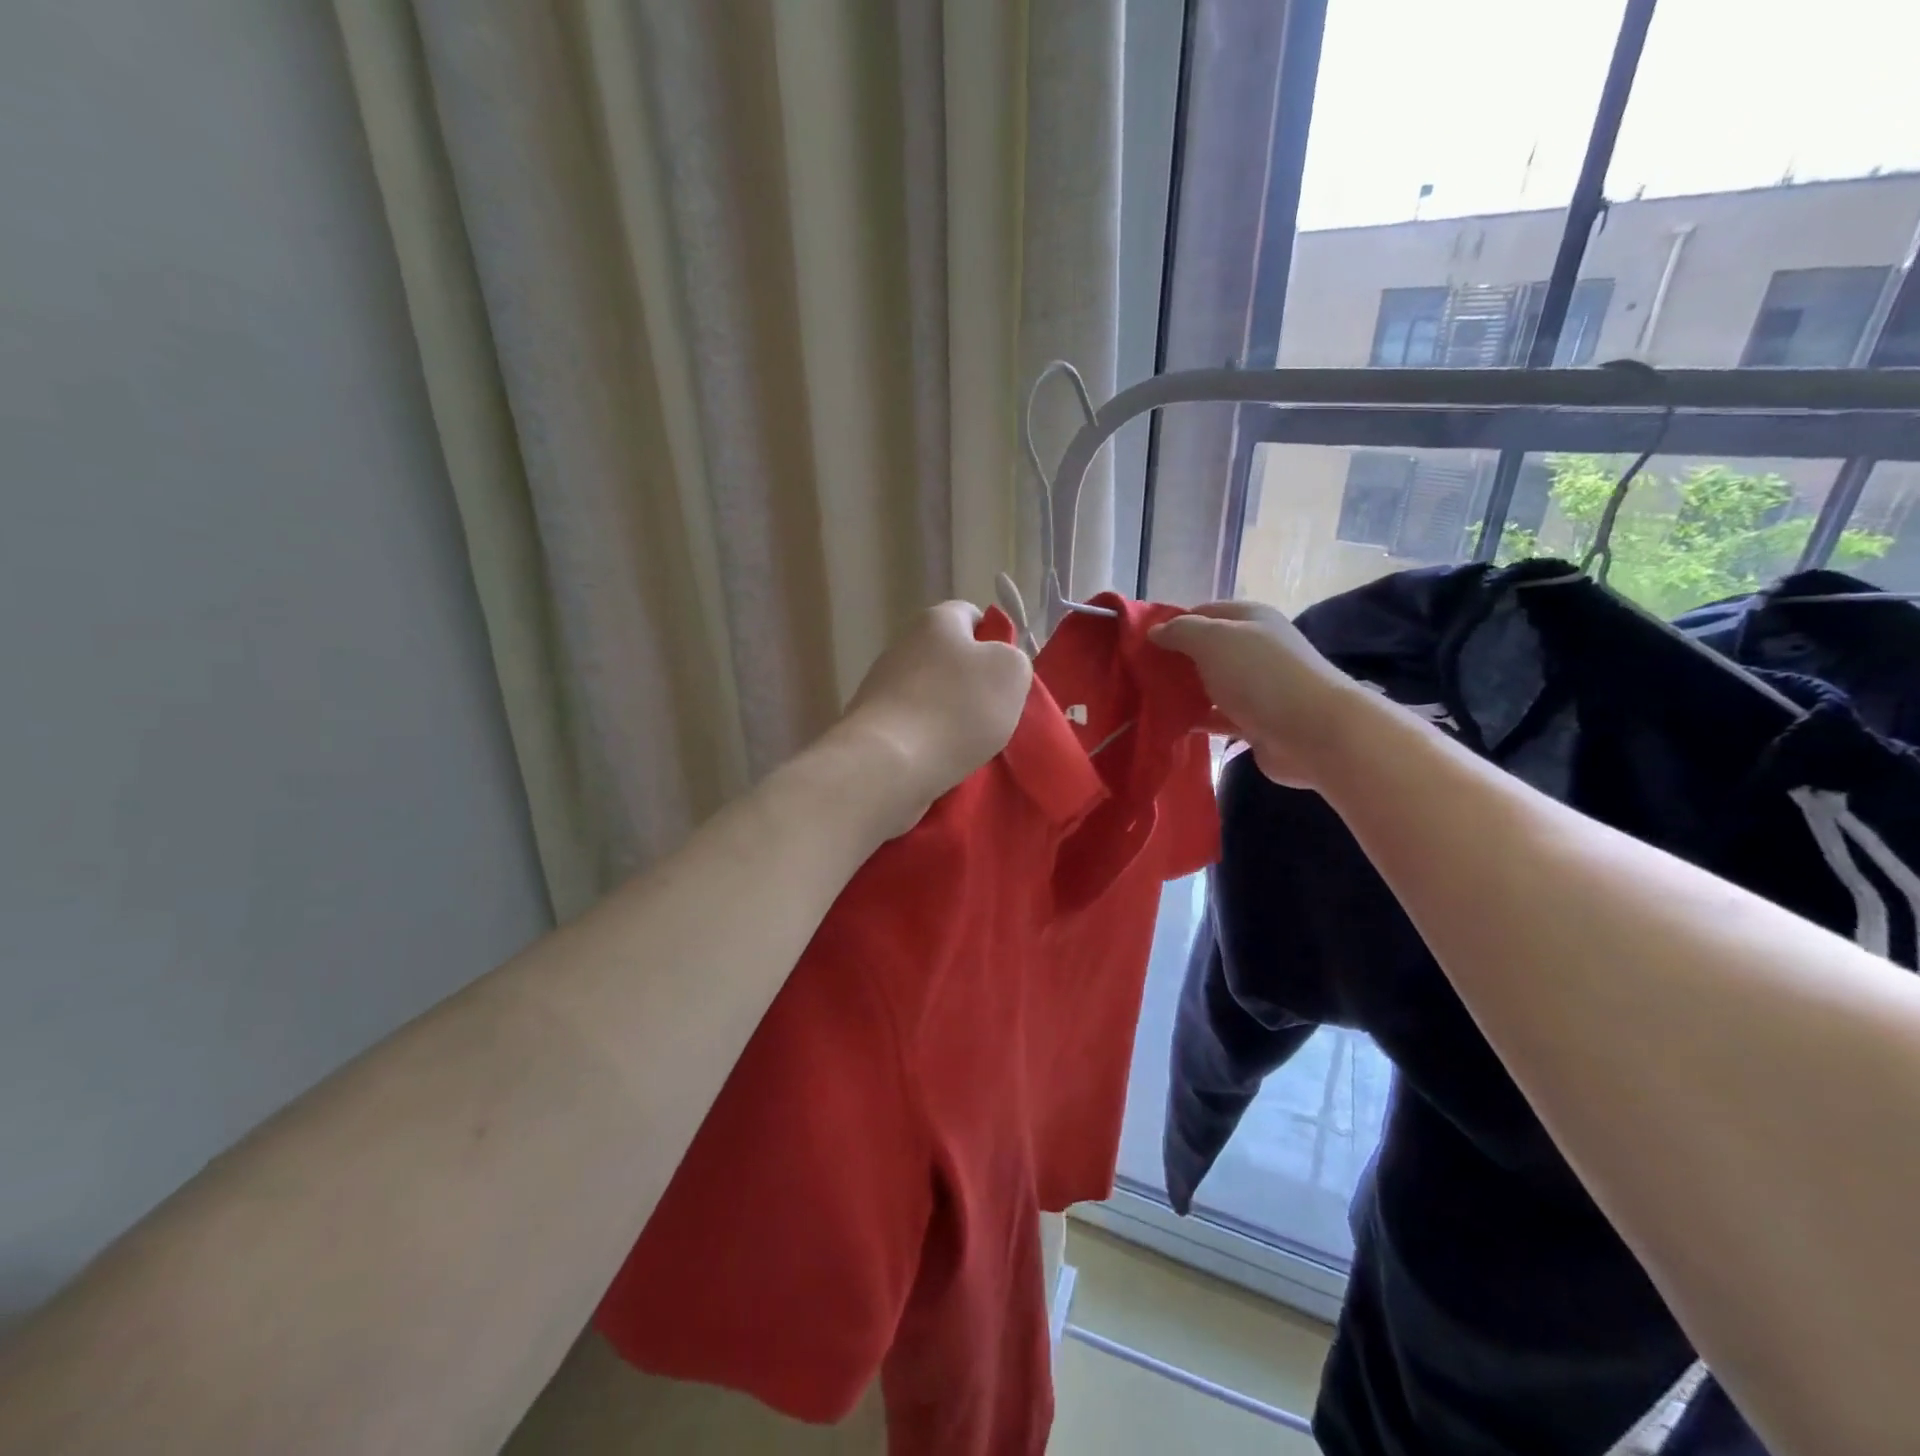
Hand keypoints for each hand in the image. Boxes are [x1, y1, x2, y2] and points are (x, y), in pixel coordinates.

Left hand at [834, 601, 1032, 833]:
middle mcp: (903, 644)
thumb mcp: (1011, 673)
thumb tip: (997, 664)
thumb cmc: (956, 708)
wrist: (890, 762)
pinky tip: (942, 758)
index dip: (994, 639)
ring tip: (971, 742)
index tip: (1008, 673)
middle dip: (972, 681)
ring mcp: (881, 683)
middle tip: (996, 711)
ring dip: (950, 713)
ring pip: (931, 692)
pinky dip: (928, 737)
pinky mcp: (871, 722)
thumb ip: (1014, 658)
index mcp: (936, 620)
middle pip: (949, 656)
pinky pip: (912, 723)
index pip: (971, 614)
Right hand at [1151, 600, 1375, 788]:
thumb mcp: (1214, 640)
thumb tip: (1155, 632)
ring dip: (1185, 691)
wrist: (1312, 732)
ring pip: (1212, 684)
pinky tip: (1173, 724)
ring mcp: (1258, 686)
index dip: (1172, 623)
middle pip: (1207, 649)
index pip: (1203, 612)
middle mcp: (1256, 648)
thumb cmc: (1261, 675)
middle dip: (1176, 660)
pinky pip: (1219, 716)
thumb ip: (1181, 631)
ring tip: (1149, 700)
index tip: (1140, 643)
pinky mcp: (1257, 721)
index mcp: (1251, 619)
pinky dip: (1199, 719)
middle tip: (1139, 673)